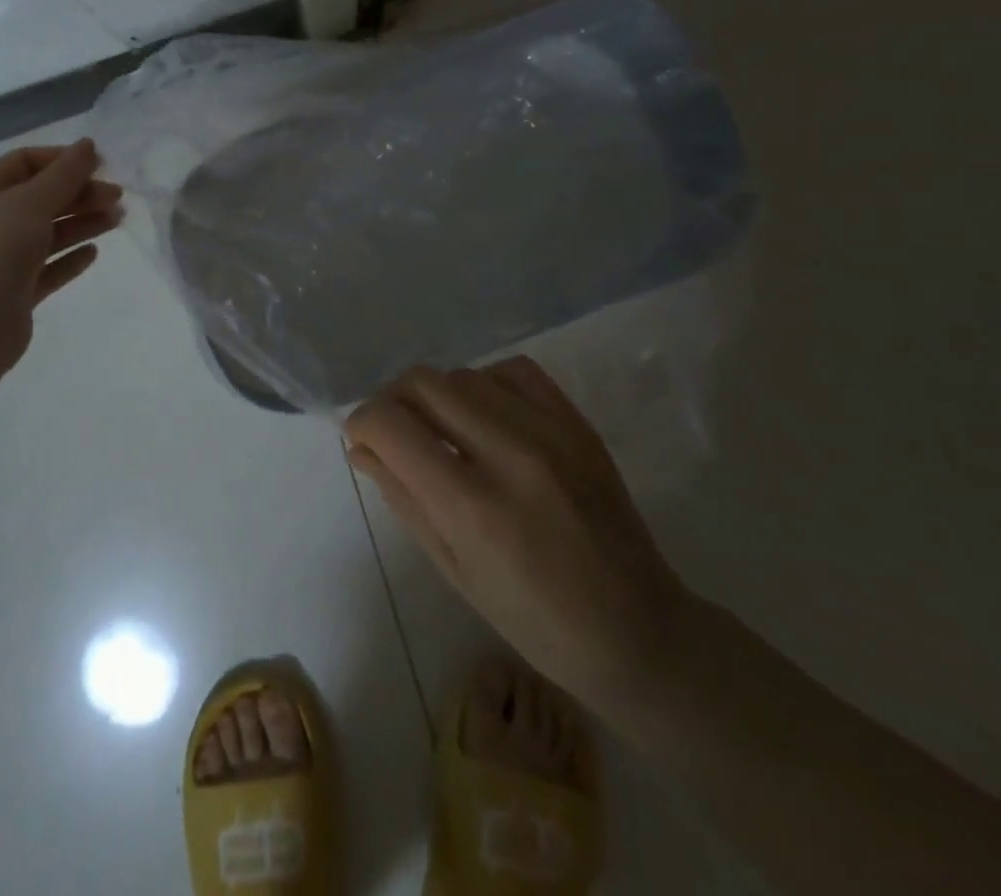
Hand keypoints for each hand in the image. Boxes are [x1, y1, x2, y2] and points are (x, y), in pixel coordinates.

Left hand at [0, 139, 122, 369]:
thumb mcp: (32, 201)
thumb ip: (65, 174)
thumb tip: (88, 145)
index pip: (24, 163)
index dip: (62, 160)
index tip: (100, 165)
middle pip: (39, 198)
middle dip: (79, 194)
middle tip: (117, 197)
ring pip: (47, 233)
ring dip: (81, 223)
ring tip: (117, 219)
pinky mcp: (14, 291)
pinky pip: (47, 268)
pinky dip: (69, 257)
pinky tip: (93, 252)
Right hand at [345, 358, 694, 720]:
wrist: (639, 631)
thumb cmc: (535, 622)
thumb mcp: (452, 568)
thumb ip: (402, 496)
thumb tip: (361, 446)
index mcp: (472, 507)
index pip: (390, 424)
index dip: (362, 423)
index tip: (362, 439)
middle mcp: (509, 455)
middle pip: (422, 383)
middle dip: (393, 401)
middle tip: (396, 432)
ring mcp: (550, 432)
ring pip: (462, 373)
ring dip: (437, 397)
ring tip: (443, 430)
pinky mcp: (578, 423)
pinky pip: (513, 370)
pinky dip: (485, 383)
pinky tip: (486, 415)